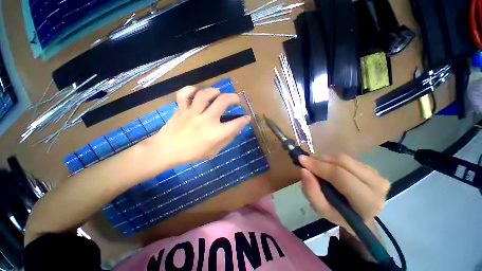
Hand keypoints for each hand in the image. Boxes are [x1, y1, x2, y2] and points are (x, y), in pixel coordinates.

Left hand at [146, 86, 250, 168]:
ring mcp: (192, 113)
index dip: (244, 120)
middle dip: (234, 98)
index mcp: (215, 133)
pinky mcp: (181, 109)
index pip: (236, 124)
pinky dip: (191, 90)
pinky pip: (184, 94)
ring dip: (215, 91)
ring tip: (218, 94)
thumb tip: (236, 129)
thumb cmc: (192, 154)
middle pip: (223, 101)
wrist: (166, 151)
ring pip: (205, 94)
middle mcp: (206, 120)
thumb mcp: (213, 152)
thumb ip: (226, 139)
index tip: (247, 118)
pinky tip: (196, 93)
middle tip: (237, 100)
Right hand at [299, 154, 389, 234]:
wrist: (360, 215)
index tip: (301, 160)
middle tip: (307, 163)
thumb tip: (303, 170)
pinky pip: (348, 159)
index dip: (319, 166)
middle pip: (343, 162)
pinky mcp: (373, 168)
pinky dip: (333, 161)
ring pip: (345, 158)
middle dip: (321, 160)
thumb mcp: (322, 209)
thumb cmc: (340, 215)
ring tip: (318, 168)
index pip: (341, 176)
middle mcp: (378, 185)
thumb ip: (311, 191)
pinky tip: (329, 168)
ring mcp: (378, 174)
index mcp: (367, 202)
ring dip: (326, 160)